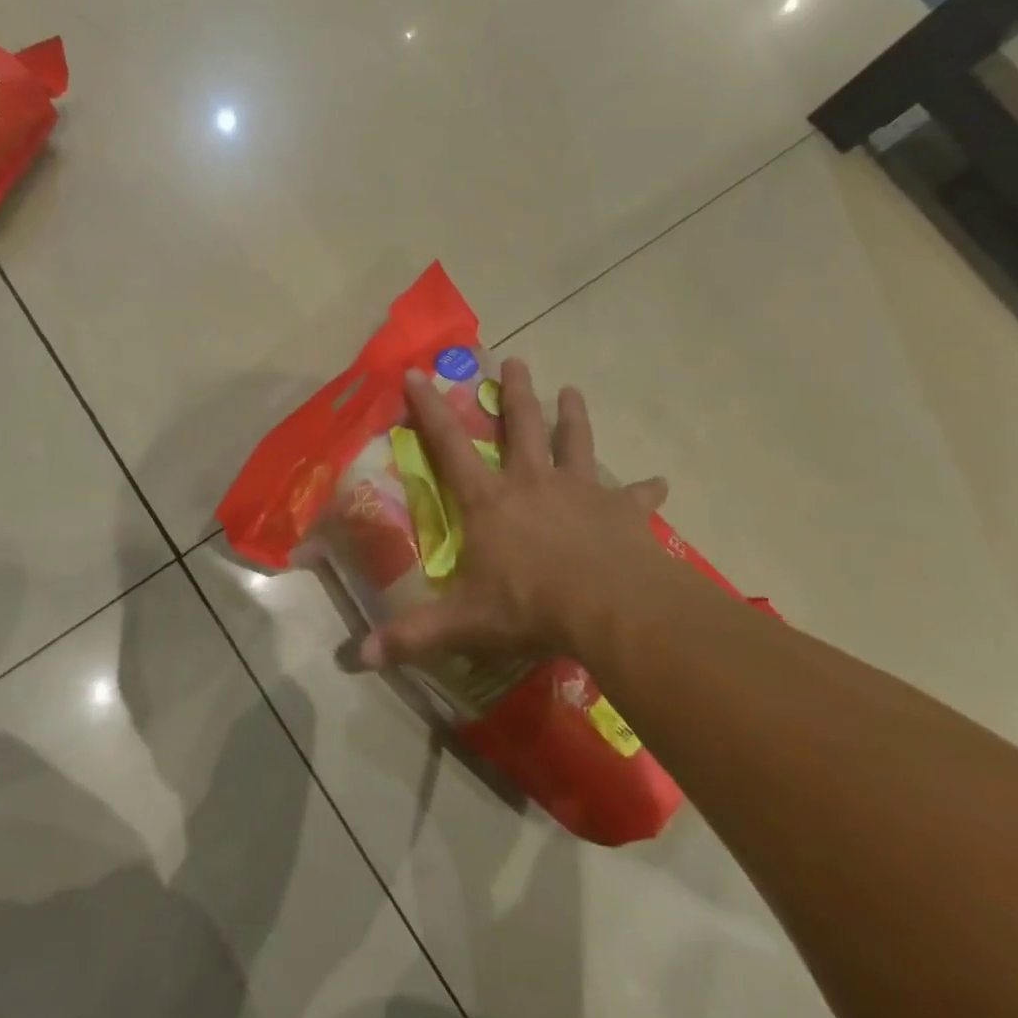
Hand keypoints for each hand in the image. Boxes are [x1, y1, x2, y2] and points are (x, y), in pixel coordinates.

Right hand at [359, 359, 673, 669]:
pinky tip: (661, 482)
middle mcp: (533, 483)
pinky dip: (646, 489)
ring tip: (572, 390)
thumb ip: (413, 636)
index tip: (418, 373)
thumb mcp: (464, 623)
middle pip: (521, 426)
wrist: (610, 608)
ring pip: (575, 442)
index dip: (430, 409)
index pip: (449, 445)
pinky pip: (636, 496)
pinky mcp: (621, 511)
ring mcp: (581, 492)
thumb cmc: (530, 606)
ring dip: (573, 416)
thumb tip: (357, 657)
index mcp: (491, 501)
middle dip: (515, 393)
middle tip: (515, 360)